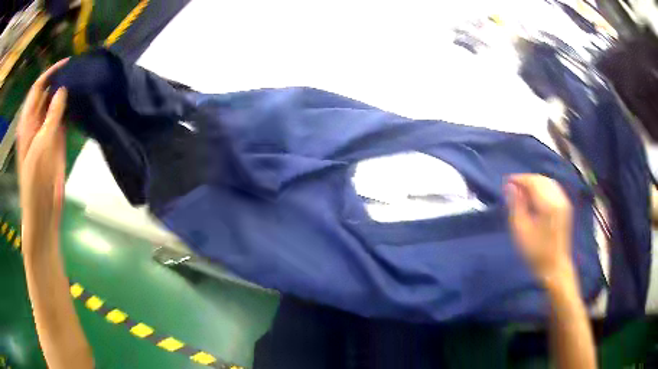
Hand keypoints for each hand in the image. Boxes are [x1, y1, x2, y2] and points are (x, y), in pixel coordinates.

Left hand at [17, 59, 68, 256]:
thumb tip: (63, 88)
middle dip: (60, 81)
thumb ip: (51, 116)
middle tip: (79, 70)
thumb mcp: (41, 145)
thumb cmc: (36, 180)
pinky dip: (71, 108)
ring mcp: (46, 130)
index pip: (38, 88)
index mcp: (27, 121)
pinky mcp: (57, 139)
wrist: (44, 209)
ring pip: (56, 104)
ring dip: (67, 93)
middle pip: (47, 93)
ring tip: (83, 81)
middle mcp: (36, 121)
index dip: (50, 73)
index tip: (67, 63)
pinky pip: (63, 117)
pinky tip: (81, 100)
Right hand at [506, 174, 575, 288]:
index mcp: (548, 204)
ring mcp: (564, 202)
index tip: (506, 181)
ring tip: (522, 191)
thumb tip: (510, 186)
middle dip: (526, 180)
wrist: (554, 267)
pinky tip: (535, 196)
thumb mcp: (521, 231)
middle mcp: (558, 199)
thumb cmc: (535, 252)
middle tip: (512, 186)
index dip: (519, 179)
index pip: (533, 182)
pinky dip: (542, 187)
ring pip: (548, 182)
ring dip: (534, 183)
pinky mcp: (566, 207)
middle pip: (541, 180)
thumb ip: (516, 206)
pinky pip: (553, 188)